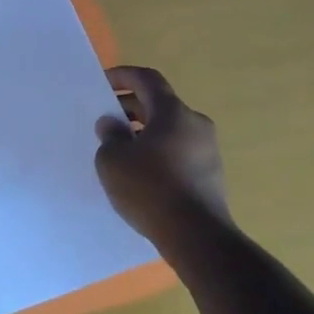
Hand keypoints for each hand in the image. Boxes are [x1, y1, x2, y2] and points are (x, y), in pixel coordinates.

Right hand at [94, 65, 231, 241]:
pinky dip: (158, 152)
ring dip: (144, 132)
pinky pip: (179, 151)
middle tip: (106, 122)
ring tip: (120, 150)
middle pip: (159, 104)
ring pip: (169, 129)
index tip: (103, 83)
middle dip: (130, 108)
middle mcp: (195, 123)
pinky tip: (141, 174)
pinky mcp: (211, 174)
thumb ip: (109, 136)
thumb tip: (113, 124)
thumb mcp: (113, 160)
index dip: (123, 76)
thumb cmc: (150, 189)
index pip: (147, 79)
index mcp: (172, 112)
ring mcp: (208, 149)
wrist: (197, 237)